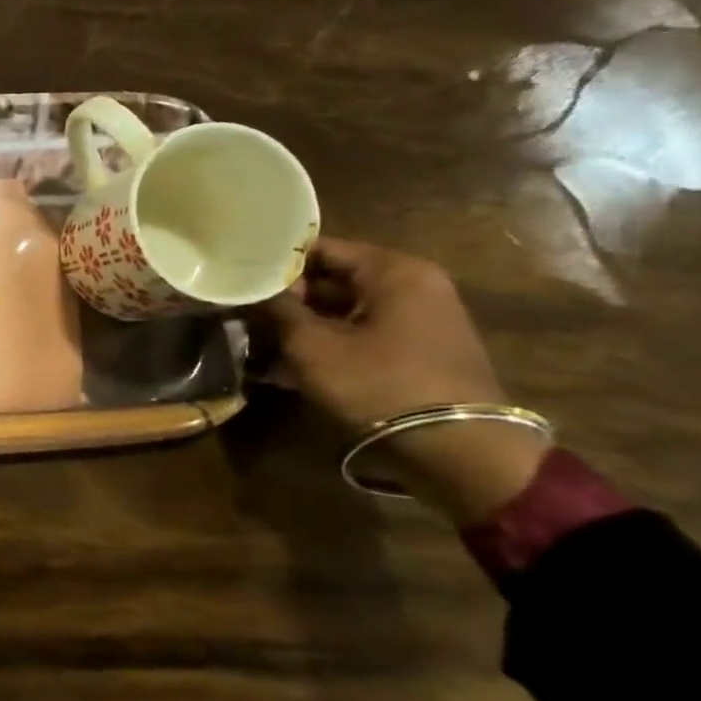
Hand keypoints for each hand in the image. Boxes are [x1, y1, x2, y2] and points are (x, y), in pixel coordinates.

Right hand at [262, 238, 547, 525]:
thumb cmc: (379, 384)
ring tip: (258, 345)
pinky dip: (327, 346)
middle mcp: (414, 286)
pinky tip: (288, 369)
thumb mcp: (312, 345)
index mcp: (394, 271)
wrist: (460, 450)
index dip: (275, 265)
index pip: (319, 249)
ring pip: (343, 311)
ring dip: (302, 327)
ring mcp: (420, 321)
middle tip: (245, 318)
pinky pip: (360, 335)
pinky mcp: (419, 352)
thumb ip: (277, 309)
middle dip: (287, 301)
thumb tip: (252, 289)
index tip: (240, 284)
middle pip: (331, 280)